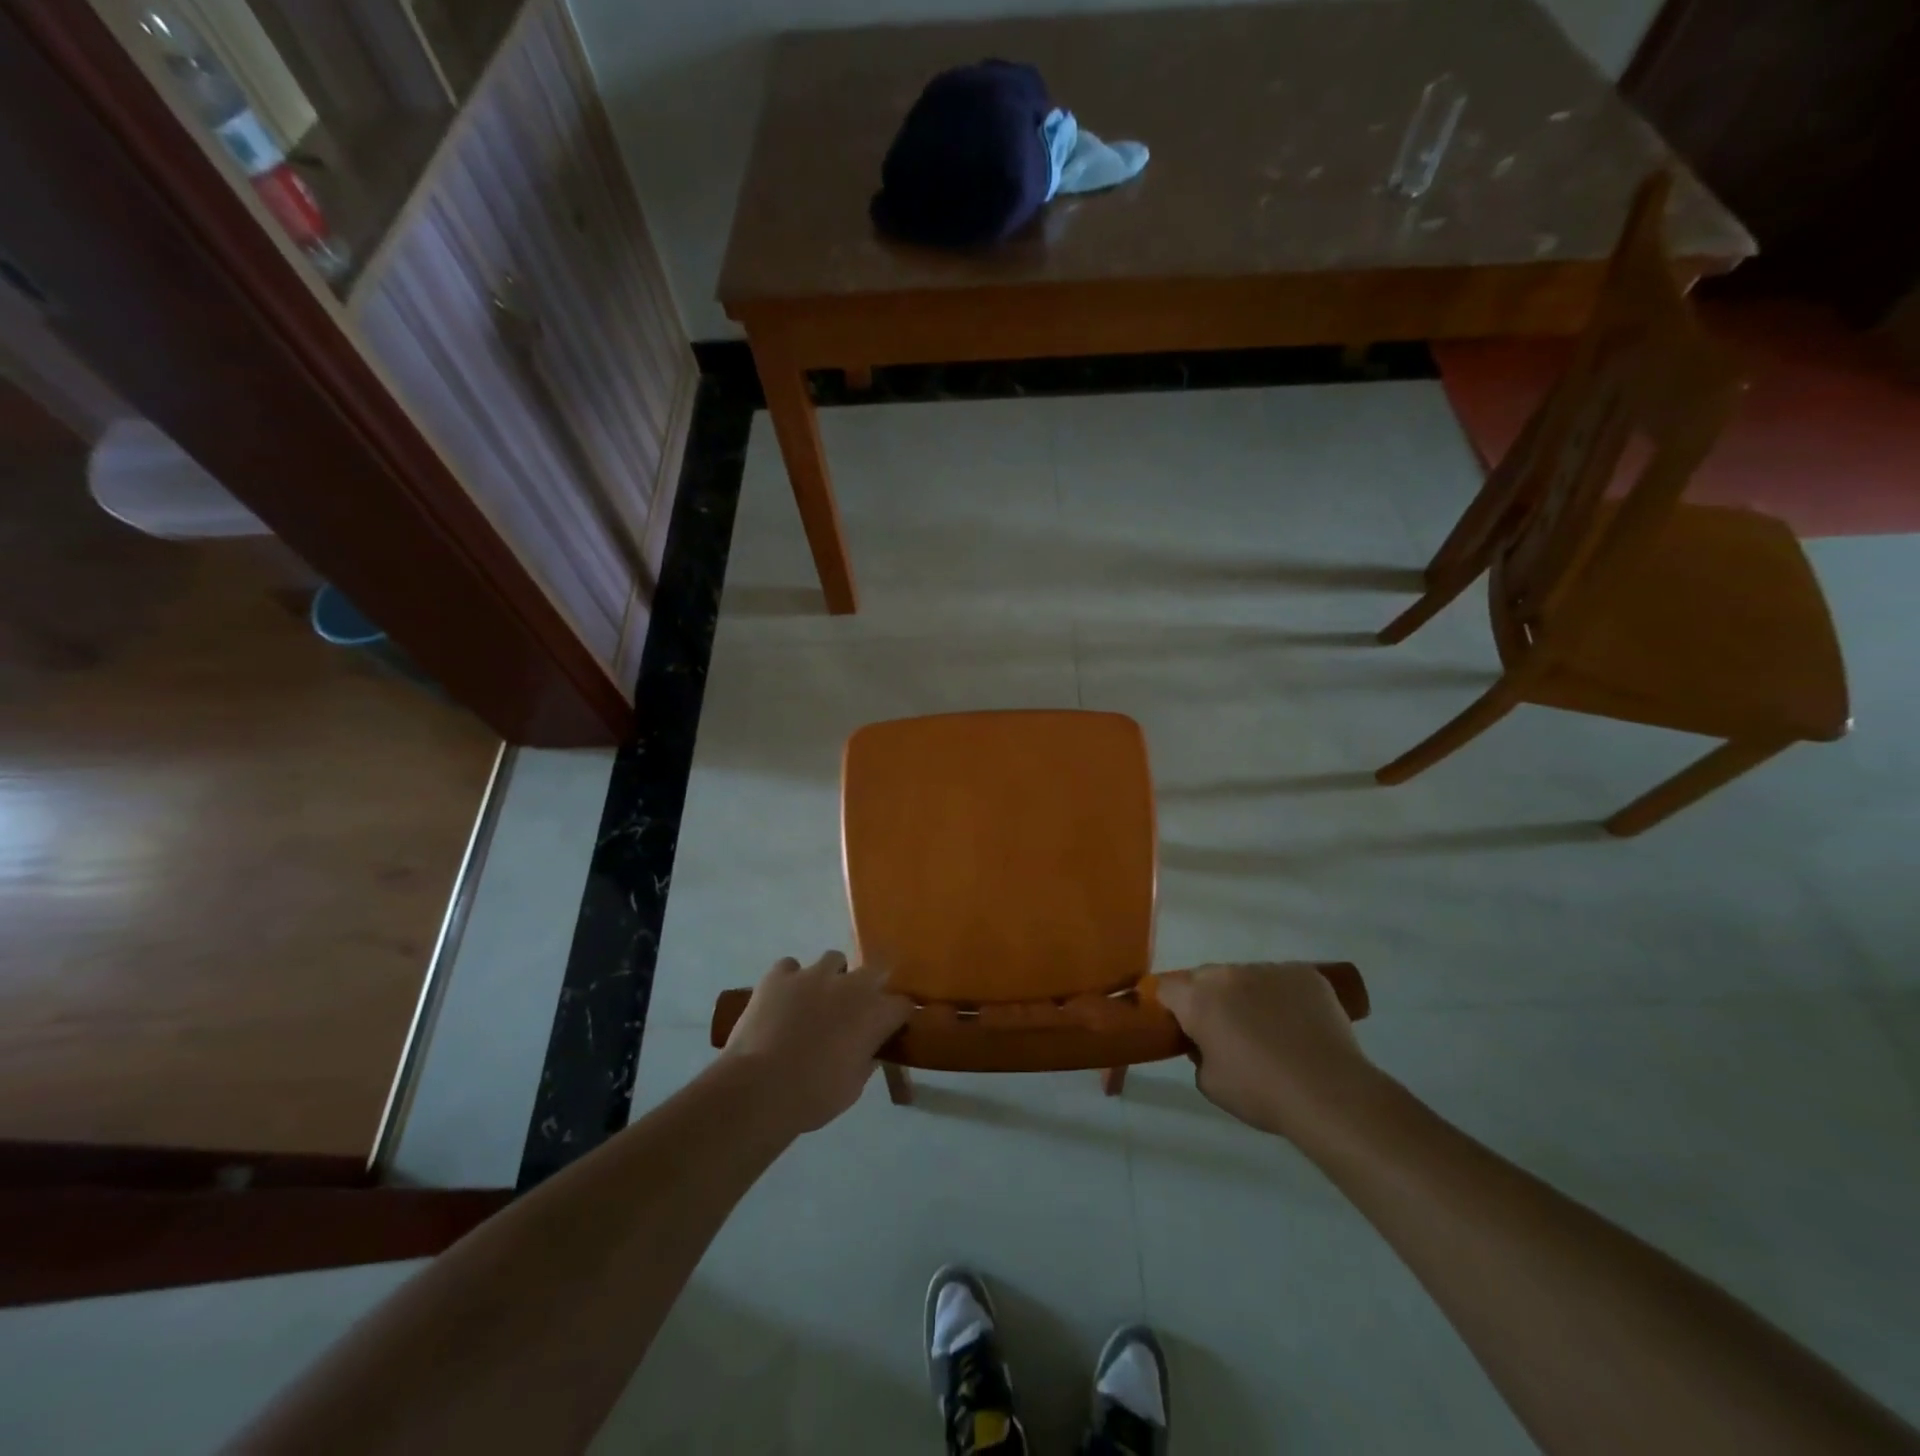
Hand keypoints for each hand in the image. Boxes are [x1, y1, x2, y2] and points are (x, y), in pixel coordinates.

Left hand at [720, 952, 910, 1133]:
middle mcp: (850, 984)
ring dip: (832, 976)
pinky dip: (790, 980)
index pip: (903, 1004)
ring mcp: (813, 975)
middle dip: (870, 987)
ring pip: (833, 960)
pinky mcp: (779, 975)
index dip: (897, 1016)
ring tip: (818, 999)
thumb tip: (872, 1049)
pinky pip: (790, 967)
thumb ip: (867, 1059)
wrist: (760, 1088)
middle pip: (874, 970)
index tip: (891, 1028)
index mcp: (875, 1013)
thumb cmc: (814, 1096)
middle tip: (856, 1010)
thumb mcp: (854, 1087)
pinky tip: (783, 998)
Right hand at [1156, 962, 1377, 1139]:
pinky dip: (1284, 997)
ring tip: (1271, 1031)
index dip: (1173, 1007)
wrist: (1328, 1092)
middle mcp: (1228, 974)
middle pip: (1206, 978)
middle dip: (1210, 999)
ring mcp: (1268, 969)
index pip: (1167, 988)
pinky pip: (1283, 980)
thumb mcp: (1210, 1083)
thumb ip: (1198, 1054)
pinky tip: (1299, 1026)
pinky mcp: (1304, 973)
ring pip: (1246, 977)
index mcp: (1198, 999)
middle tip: (1228, 1032)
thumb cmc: (1260, 1092)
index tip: (1186, 1029)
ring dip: (1248, 996)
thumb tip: (1207, 1042)